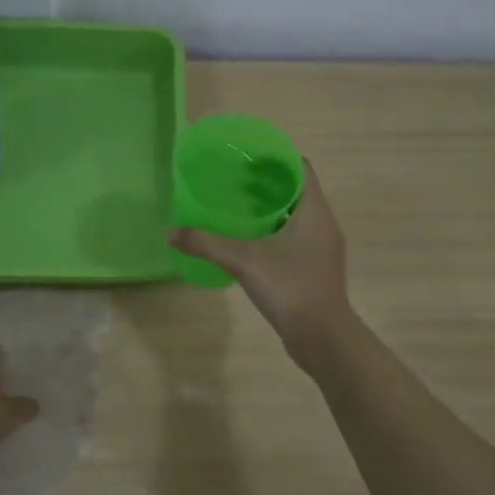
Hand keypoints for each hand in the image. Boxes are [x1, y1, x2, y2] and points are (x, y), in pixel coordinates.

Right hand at [170, 161, 354, 367]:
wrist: (322, 337)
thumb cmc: (291, 288)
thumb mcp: (244, 261)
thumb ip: (207, 244)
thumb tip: (170, 232)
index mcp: (315, 211)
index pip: (301, 168)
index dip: (276, 158)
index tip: (248, 156)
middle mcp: (323, 224)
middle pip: (296, 191)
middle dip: (267, 183)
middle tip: (234, 180)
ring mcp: (321, 249)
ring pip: (295, 217)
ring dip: (270, 209)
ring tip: (237, 207)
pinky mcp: (314, 269)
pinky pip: (294, 239)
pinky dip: (273, 233)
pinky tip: (248, 242)